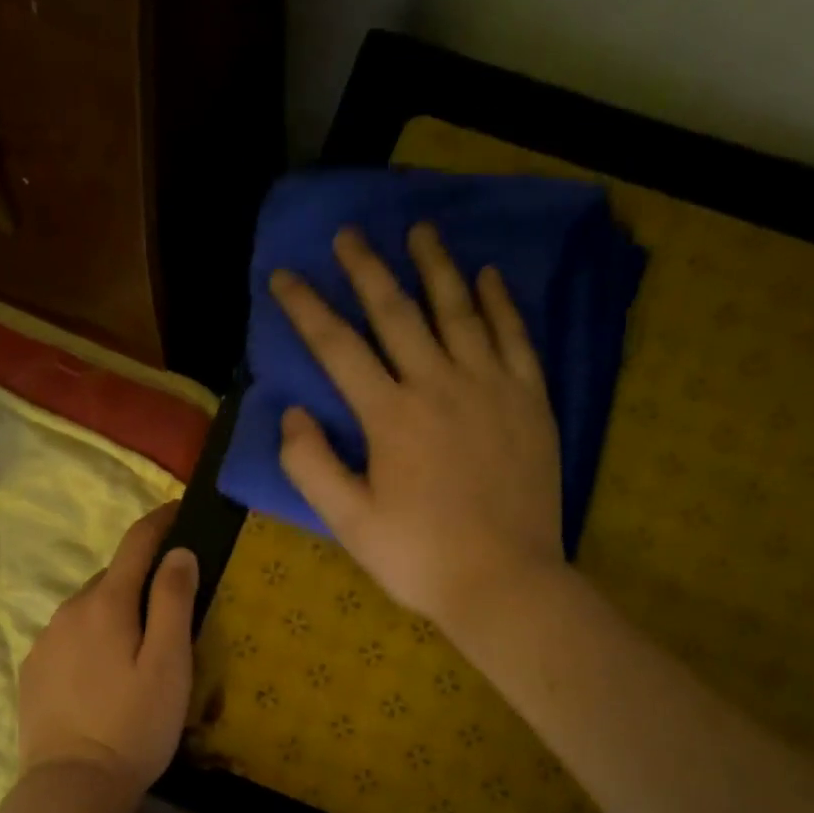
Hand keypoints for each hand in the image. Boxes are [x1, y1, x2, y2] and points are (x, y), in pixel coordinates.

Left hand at [17, 501, 198, 799]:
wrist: (72, 786)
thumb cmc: (134, 725)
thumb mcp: (169, 664)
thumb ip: (174, 602)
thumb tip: (179, 552)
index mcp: (106, 603)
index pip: (135, 543)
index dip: (160, 521)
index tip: (181, 509)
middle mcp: (69, 610)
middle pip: (112, 577)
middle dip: (141, 577)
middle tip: (172, 602)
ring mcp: (45, 640)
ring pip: (88, 608)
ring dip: (114, 611)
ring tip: (138, 645)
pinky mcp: (33, 670)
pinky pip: (68, 637)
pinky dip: (90, 638)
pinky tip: (103, 672)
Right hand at [273, 223, 565, 632]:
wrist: (505, 582)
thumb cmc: (418, 556)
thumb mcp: (348, 522)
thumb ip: (311, 464)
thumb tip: (292, 414)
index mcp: (390, 415)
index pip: (338, 346)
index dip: (306, 308)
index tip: (284, 275)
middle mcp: (438, 384)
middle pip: (398, 312)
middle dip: (367, 269)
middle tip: (348, 233)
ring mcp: (491, 387)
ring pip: (459, 310)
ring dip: (435, 267)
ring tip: (420, 230)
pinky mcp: (529, 401)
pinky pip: (515, 337)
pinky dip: (499, 303)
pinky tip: (487, 277)